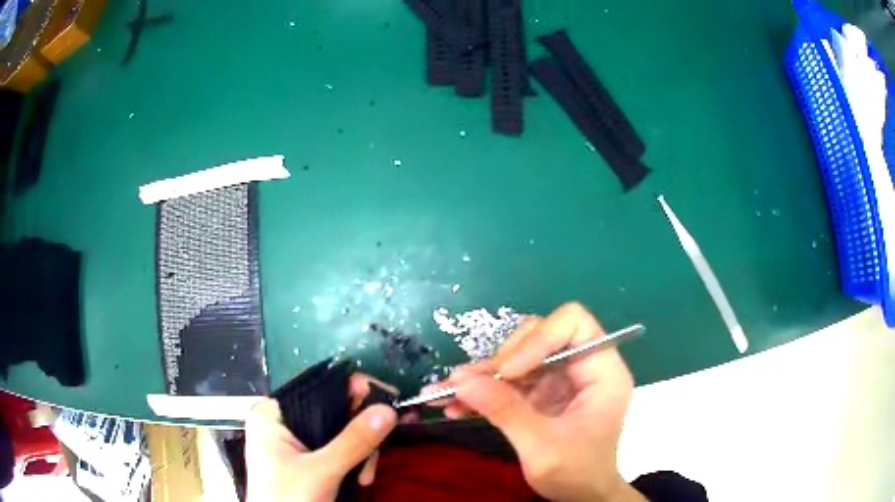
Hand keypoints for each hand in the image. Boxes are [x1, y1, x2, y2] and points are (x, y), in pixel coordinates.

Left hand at [245, 374, 398, 501]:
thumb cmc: (288, 499)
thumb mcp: (322, 471)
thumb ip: (354, 441)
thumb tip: (388, 409)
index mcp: (273, 413)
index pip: (319, 387)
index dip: (355, 391)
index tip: (388, 404)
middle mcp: (282, 421)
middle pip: (333, 411)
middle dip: (360, 435)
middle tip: (373, 457)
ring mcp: (293, 441)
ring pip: (339, 432)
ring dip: (360, 453)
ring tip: (364, 477)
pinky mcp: (304, 458)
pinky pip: (336, 448)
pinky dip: (353, 462)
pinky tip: (358, 479)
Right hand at [439, 303, 645, 501]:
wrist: (580, 497)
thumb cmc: (577, 474)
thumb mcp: (543, 448)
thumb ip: (507, 413)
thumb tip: (462, 382)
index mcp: (602, 372)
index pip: (573, 324)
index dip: (538, 339)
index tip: (509, 372)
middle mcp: (581, 368)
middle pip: (539, 335)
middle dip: (503, 360)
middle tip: (469, 385)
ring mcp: (559, 380)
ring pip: (517, 357)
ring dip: (482, 375)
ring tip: (447, 393)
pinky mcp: (541, 393)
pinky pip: (508, 380)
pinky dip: (482, 390)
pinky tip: (455, 405)